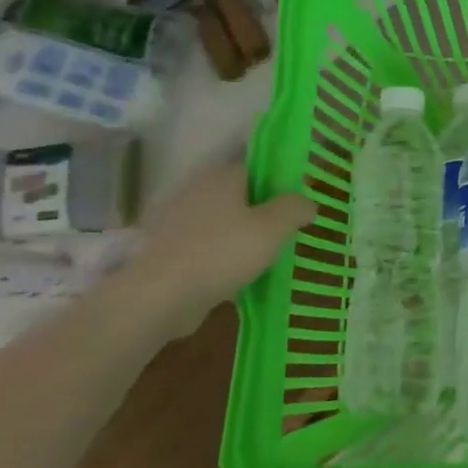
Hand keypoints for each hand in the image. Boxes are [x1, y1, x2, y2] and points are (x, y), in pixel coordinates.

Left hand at [122, 164, 316, 337]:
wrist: (159, 297)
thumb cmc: (222, 253)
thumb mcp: (274, 228)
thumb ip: (295, 208)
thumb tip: (308, 202)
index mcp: (222, 177)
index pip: (259, 170)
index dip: (281, 187)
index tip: (297, 209)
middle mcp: (196, 190)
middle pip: (240, 197)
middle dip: (262, 214)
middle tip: (285, 236)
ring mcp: (177, 221)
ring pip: (222, 223)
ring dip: (241, 238)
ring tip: (264, 260)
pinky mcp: (166, 250)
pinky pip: (205, 247)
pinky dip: (220, 257)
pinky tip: (235, 276)